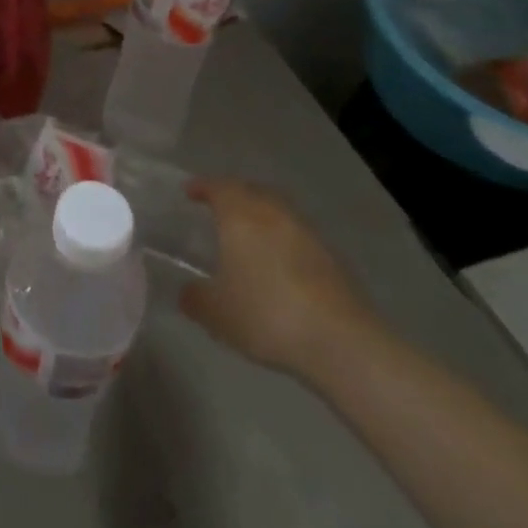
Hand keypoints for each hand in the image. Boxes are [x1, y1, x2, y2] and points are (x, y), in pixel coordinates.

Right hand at [179, 178, 378, 376]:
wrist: (340, 340)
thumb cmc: (266, 314)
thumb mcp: (216, 313)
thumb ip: (195, 297)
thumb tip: (187, 290)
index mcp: (240, 215)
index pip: (218, 187)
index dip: (202, 187)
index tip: (190, 192)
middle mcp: (273, 212)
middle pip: (251, 191)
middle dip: (233, 196)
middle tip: (218, 209)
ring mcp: (306, 232)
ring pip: (277, 211)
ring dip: (260, 216)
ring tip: (248, 237)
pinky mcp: (331, 256)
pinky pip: (297, 235)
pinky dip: (282, 240)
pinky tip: (278, 264)